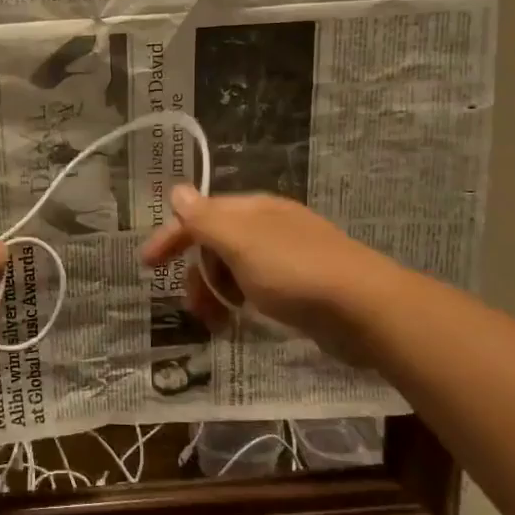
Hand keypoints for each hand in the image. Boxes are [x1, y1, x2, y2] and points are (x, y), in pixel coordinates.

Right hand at [139, 186, 394, 362]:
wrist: (366, 309)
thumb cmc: (294, 272)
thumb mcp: (240, 242)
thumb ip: (205, 219)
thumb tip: (178, 191)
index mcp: (253, 210)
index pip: (200, 215)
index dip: (171, 237)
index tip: (148, 265)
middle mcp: (269, 227)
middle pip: (217, 244)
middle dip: (197, 274)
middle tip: (193, 307)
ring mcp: (289, 256)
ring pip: (236, 269)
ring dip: (217, 293)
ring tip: (216, 324)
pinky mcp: (304, 286)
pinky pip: (258, 288)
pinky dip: (242, 302)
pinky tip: (243, 321)